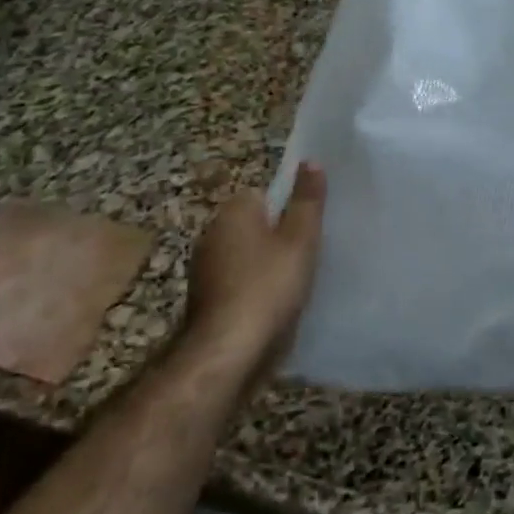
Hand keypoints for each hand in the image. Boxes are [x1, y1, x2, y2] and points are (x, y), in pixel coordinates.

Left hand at [183, 163, 326, 369]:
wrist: (228, 352)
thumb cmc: (269, 286)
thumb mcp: (300, 239)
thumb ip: (307, 201)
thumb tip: (310, 161)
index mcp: (233, 212)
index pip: (262, 194)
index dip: (287, 209)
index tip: (307, 228)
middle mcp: (211, 234)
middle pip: (253, 225)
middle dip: (276, 238)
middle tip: (308, 254)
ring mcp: (204, 270)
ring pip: (245, 256)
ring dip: (264, 266)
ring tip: (295, 282)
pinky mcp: (205, 301)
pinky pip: (237, 283)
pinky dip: (253, 290)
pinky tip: (273, 306)